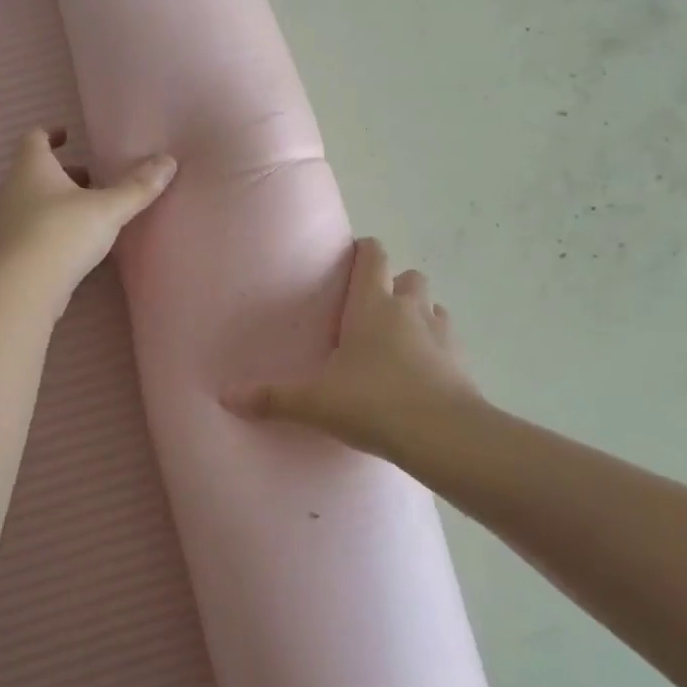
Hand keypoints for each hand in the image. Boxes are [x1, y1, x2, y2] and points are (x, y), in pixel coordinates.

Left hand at [0, 127, 175, 296]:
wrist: (22, 288)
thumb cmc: (62, 233)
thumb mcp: (108, 208)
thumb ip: (138, 187)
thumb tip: (168, 161)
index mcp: (31, 168)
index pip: (34, 138)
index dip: (51, 134)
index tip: (69, 135)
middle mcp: (12, 189)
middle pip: (34, 171)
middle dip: (64, 173)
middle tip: (92, 179)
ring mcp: (4, 222)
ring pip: (31, 200)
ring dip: (57, 201)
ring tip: (88, 212)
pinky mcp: (7, 251)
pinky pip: (28, 228)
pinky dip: (49, 226)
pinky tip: (73, 242)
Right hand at [225, 238, 481, 458]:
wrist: (443, 435)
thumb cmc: (374, 402)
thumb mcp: (316, 402)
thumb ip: (272, 398)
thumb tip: (225, 396)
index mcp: (372, 304)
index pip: (374, 255)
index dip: (364, 251)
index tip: (350, 261)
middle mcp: (409, 308)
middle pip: (408, 276)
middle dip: (393, 284)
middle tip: (370, 311)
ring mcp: (441, 332)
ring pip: (431, 305)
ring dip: (418, 313)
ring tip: (398, 340)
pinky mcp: (462, 360)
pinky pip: (448, 340)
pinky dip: (436, 346)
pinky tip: (421, 372)